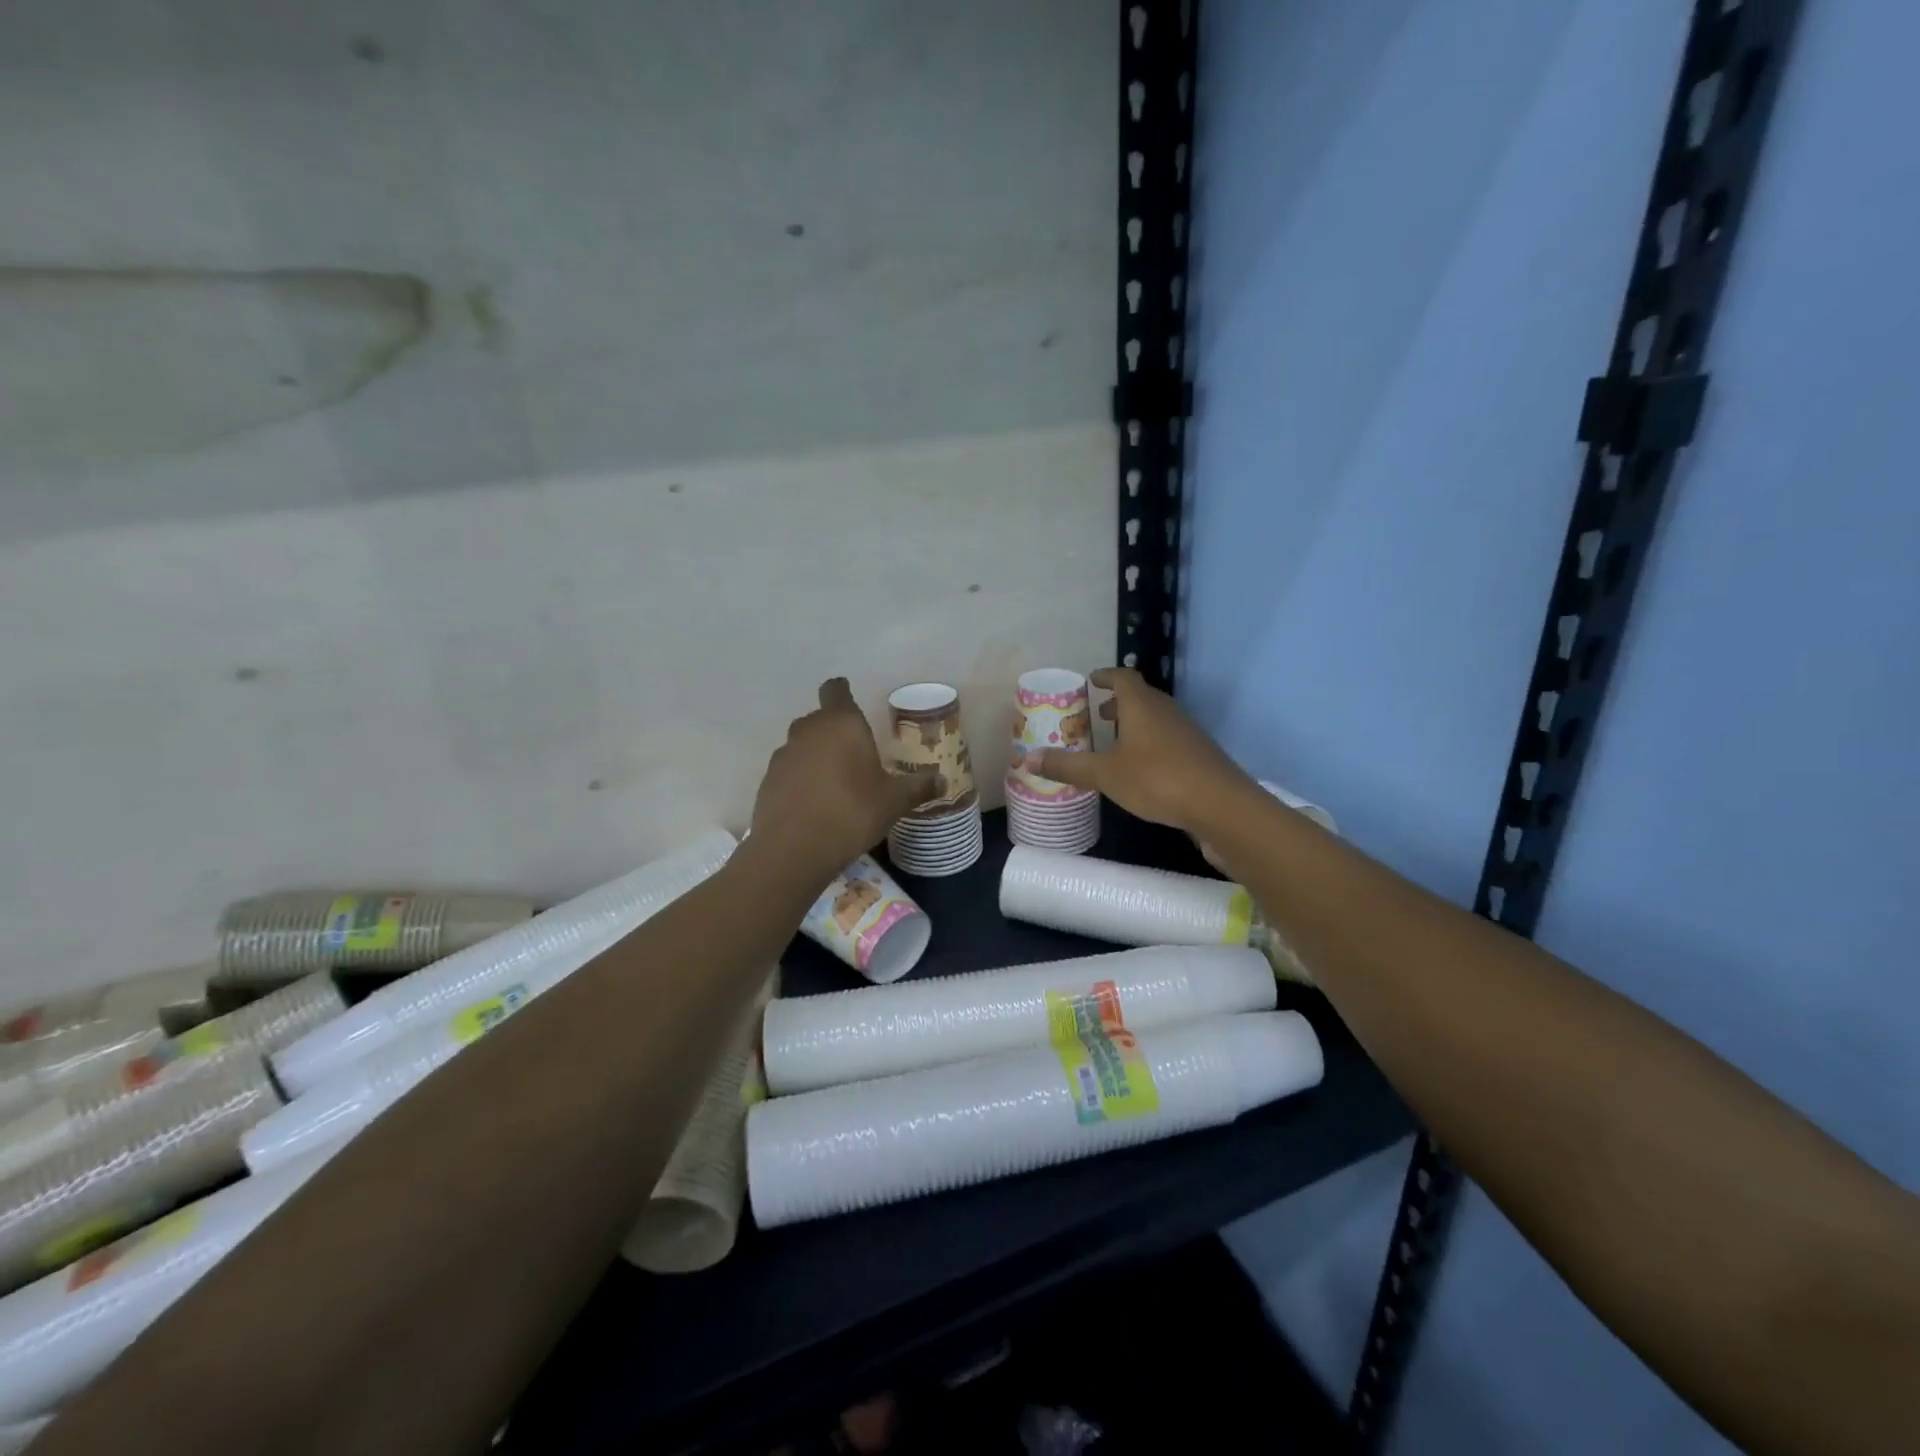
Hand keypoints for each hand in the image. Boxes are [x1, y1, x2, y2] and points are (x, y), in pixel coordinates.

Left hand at [750, 678, 938, 875]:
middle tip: (855, 752)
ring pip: (803, 744)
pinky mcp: (768, 781)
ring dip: (816, 755)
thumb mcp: (894, 802)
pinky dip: (801, 778)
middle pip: (820, 718)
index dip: (842, 691)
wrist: (793, 850)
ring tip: (835, 782)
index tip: (850, 698)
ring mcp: (784, 755)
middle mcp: (808, 730)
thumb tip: (942, 780)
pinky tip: (814, 803)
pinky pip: (790, 770)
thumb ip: (918, 787)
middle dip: (835, 730)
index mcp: (841, 724)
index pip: (836, 690)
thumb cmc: (852, 812)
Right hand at [1022, 667, 1252, 835]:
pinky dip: (1150, 744)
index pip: (1123, 677)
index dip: (1106, 676)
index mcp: (1142, 706)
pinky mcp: (1199, 756)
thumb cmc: (1157, 779)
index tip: (1091, 681)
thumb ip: (1067, 766)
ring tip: (1115, 743)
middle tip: (1097, 716)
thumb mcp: (1105, 774)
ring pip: (1156, 720)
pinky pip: (1168, 740)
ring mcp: (1187, 733)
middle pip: (1141, 697)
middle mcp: (1166, 711)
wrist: (1220, 805)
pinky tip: (1141, 769)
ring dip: (1135, 725)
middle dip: (1118, 704)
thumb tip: (1027, 760)